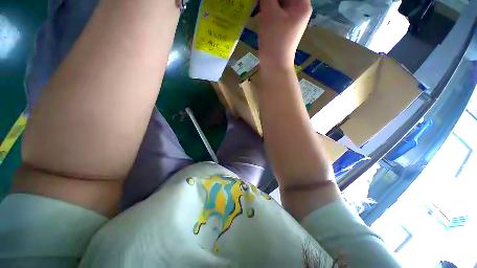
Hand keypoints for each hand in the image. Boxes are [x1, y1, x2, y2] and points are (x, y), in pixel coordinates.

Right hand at [257, 0, 311, 68]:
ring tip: (259, 7)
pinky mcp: (283, 29)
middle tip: (261, 3)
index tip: (265, 0)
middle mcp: (299, 11)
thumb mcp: (269, 13)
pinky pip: (276, 14)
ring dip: (268, 4)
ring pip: (279, 4)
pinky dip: (268, 11)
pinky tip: (260, 13)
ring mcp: (291, 21)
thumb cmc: (274, 39)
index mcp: (302, 5)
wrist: (274, 65)